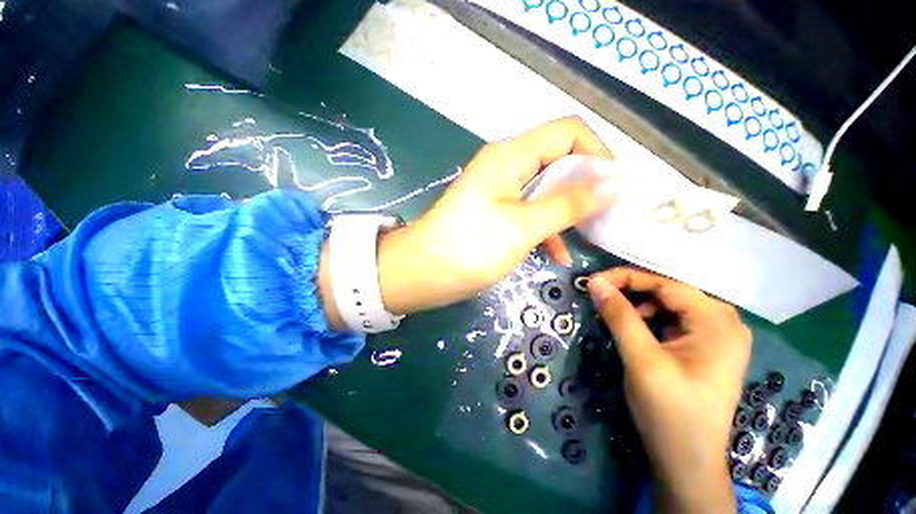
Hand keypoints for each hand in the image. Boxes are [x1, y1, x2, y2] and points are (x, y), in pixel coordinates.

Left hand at [371, 116, 617, 315]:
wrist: (422, 273)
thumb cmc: (470, 248)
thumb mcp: (524, 227)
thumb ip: (569, 203)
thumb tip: (613, 182)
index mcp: (511, 156)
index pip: (567, 131)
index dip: (596, 153)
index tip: (613, 188)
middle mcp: (505, 165)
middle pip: (558, 159)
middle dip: (585, 184)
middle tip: (605, 215)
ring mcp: (499, 190)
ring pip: (545, 189)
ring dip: (568, 210)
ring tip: (589, 235)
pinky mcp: (494, 212)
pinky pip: (529, 211)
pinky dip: (546, 228)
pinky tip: (558, 255)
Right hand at [588, 268, 751, 513]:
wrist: (687, 462)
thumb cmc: (669, 411)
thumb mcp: (641, 359)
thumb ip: (619, 316)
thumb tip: (595, 283)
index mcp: (718, 322)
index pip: (666, 284)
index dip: (625, 278)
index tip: (592, 282)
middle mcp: (725, 323)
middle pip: (670, 292)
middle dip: (632, 292)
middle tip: (600, 297)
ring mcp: (718, 336)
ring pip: (670, 306)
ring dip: (639, 307)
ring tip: (617, 318)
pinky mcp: (706, 348)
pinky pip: (673, 321)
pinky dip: (649, 320)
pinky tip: (636, 332)